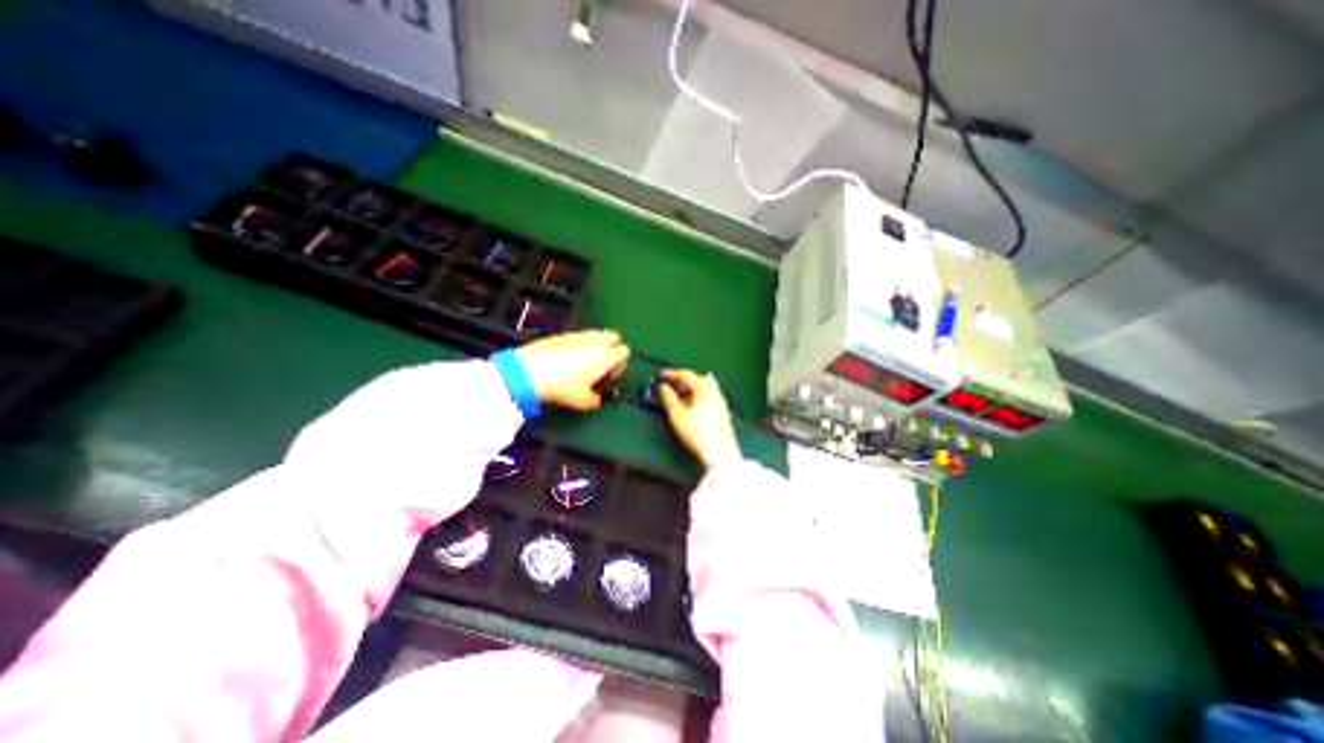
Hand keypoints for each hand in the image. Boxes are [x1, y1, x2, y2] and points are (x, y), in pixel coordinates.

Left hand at [514, 331, 625, 411]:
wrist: (530, 371)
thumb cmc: (562, 386)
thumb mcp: (583, 402)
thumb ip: (595, 400)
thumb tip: (596, 398)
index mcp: (606, 356)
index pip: (625, 352)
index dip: (620, 365)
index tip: (609, 377)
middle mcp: (596, 341)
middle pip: (614, 337)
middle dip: (612, 349)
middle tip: (602, 366)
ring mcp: (579, 335)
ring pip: (597, 334)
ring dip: (597, 346)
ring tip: (584, 363)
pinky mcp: (563, 334)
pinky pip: (580, 336)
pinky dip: (580, 345)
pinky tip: (568, 360)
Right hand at [653, 365, 741, 467]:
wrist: (720, 453)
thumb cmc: (697, 432)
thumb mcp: (677, 415)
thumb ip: (669, 399)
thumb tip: (663, 387)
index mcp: (703, 387)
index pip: (685, 374)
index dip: (671, 373)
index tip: (659, 375)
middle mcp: (714, 390)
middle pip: (697, 379)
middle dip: (682, 380)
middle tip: (668, 384)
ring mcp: (720, 400)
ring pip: (704, 387)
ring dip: (690, 388)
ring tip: (678, 394)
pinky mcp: (722, 411)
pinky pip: (708, 395)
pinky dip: (697, 395)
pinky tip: (692, 404)